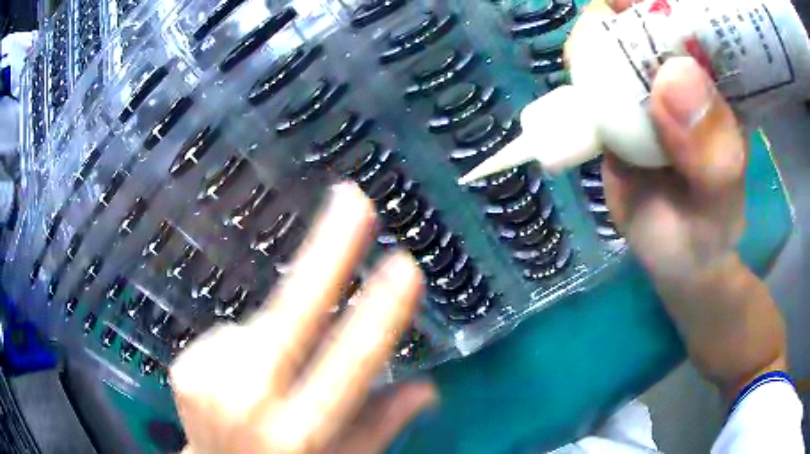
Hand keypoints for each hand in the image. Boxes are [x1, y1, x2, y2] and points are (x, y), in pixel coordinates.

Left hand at [171, 183, 435, 453]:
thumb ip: (382, 424)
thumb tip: (428, 388)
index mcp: (299, 433)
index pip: (349, 366)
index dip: (380, 313)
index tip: (404, 264)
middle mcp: (249, 404)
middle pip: (290, 316)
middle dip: (326, 252)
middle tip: (351, 199)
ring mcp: (207, 381)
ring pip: (260, 324)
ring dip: (277, 335)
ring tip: (271, 379)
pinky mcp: (184, 367)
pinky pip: (230, 335)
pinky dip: (244, 346)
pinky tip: (240, 379)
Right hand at [569, 1, 785, 398]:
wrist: (673, 260)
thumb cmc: (705, 238)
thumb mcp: (718, 207)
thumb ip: (711, 156)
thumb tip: (672, 78)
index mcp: (725, 89)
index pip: (701, 21)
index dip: (671, 4)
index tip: (640, 8)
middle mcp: (689, 77)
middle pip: (652, 19)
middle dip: (624, 13)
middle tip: (604, 35)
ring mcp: (654, 87)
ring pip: (619, 36)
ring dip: (596, 35)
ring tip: (587, 66)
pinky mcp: (623, 102)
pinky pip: (596, 66)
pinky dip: (580, 60)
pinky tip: (576, 77)